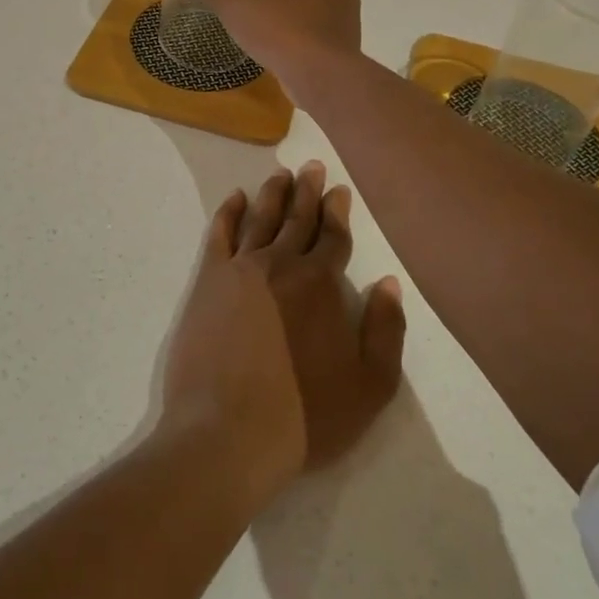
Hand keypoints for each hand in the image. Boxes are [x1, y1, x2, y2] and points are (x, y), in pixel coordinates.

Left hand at [162, 163, 406, 510]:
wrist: (228, 432)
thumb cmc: (306, 415)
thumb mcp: (370, 386)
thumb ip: (386, 330)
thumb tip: (388, 282)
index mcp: (321, 284)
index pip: (333, 236)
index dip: (338, 211)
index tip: (339, 190)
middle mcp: (282, 264)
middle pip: (298, 218)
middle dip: (307, 191)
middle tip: (311, 165)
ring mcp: (241, 269)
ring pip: (260, 218)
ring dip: (272, 194)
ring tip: (280, 173)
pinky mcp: (209, 281)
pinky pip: (220, 234)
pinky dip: (228, 212)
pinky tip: (235, 198)